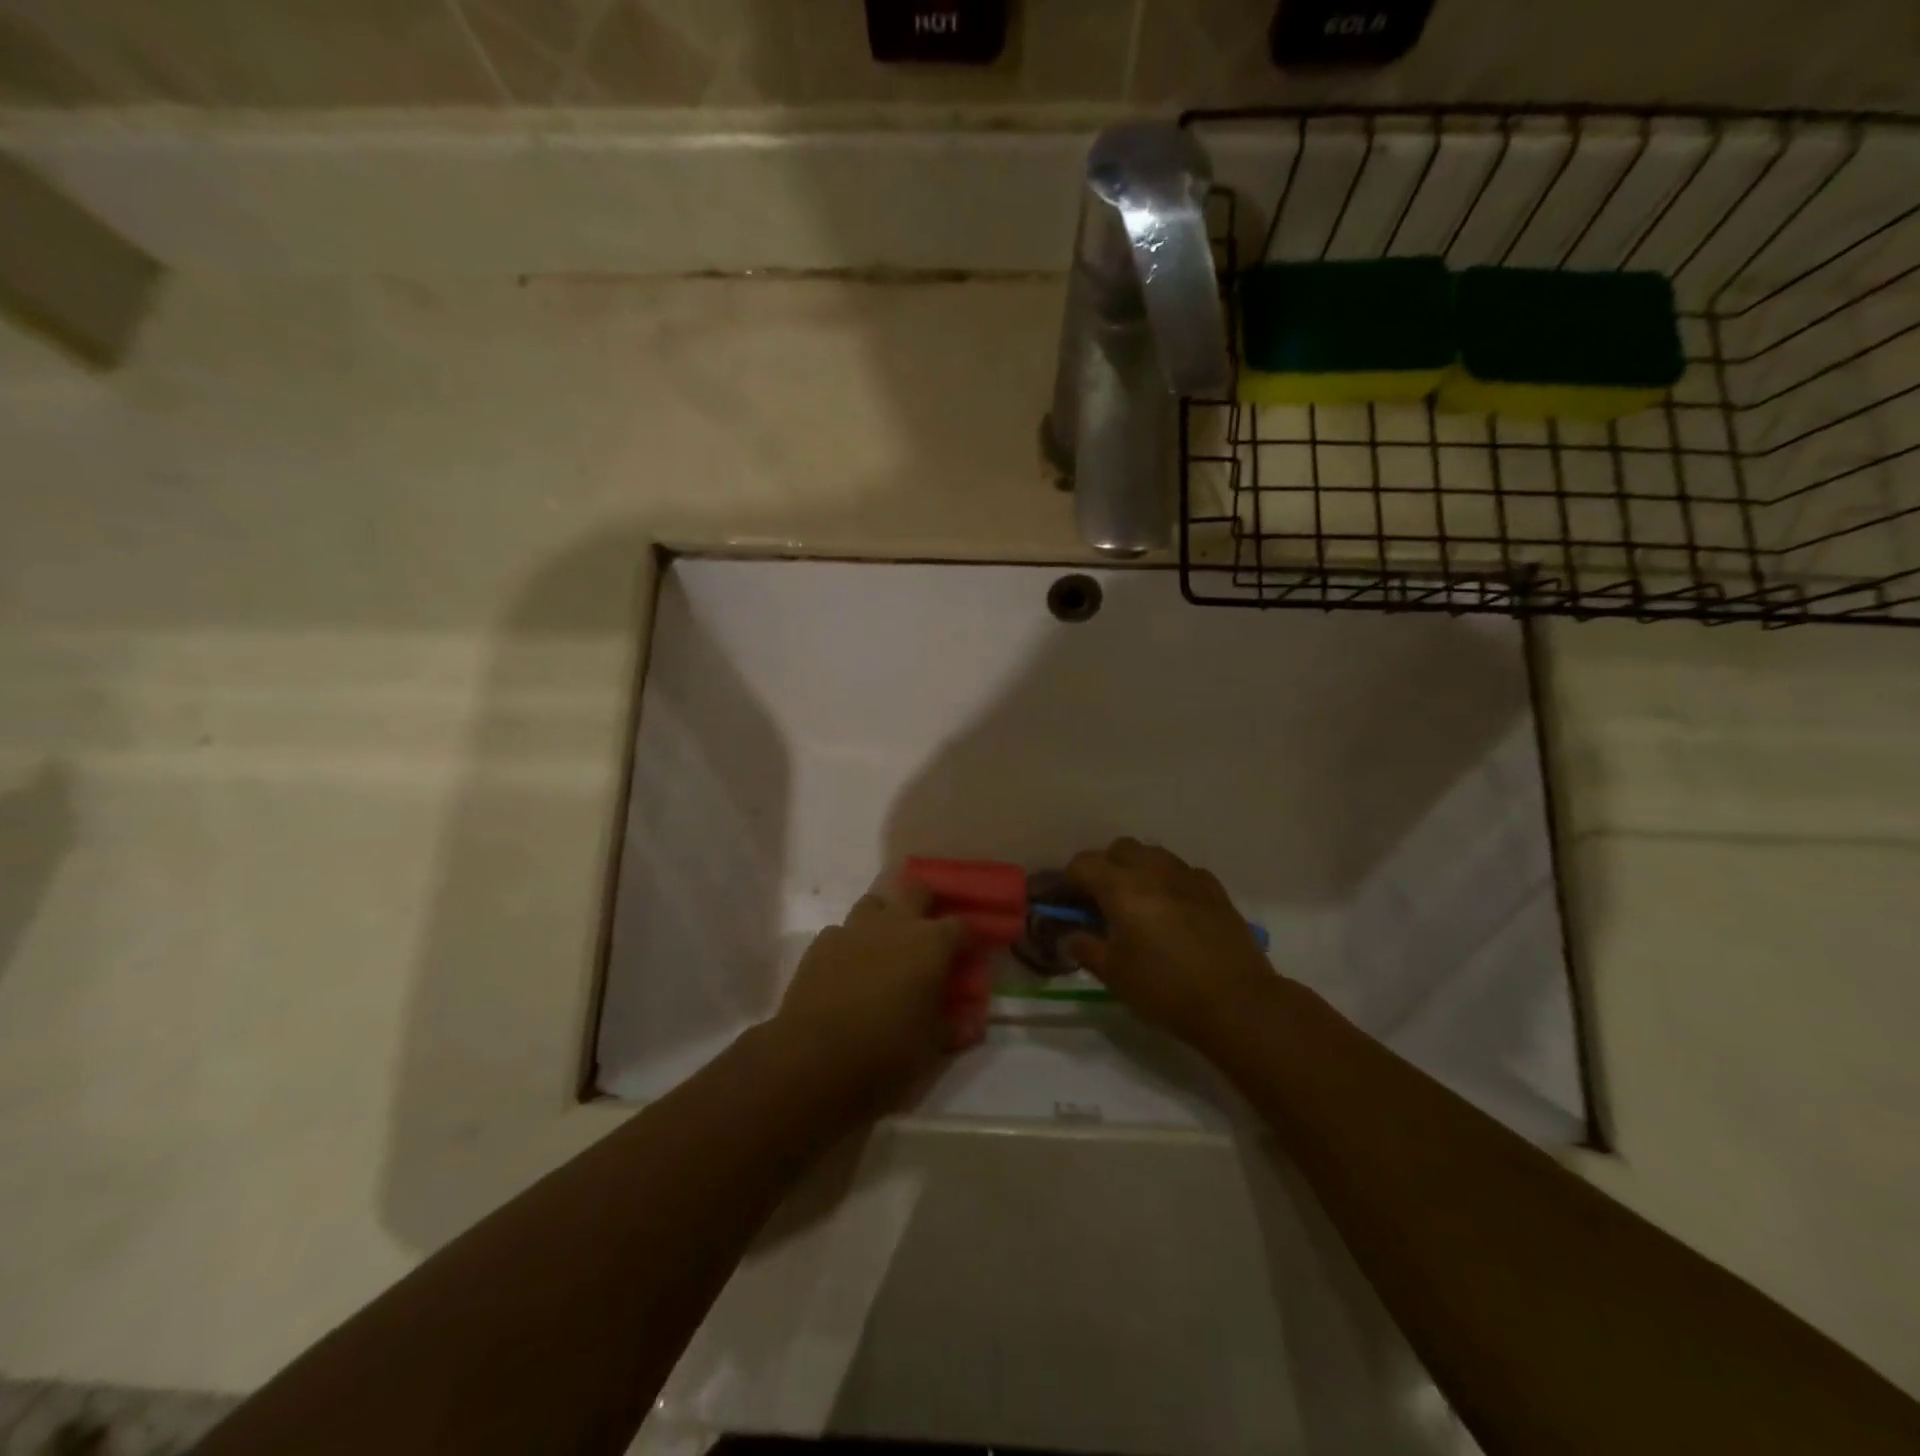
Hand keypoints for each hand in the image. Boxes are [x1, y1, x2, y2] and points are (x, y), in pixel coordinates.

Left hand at [772, 874, 969, 1100]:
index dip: (969, 938)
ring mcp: (855, 928)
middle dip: (926, 904)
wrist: (815, 1057)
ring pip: (876, 902)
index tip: (970, 953)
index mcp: (931, 943)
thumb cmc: (887, 1051)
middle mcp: (896, 924)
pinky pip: (843, 931)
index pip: (963, 926)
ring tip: (885, 947)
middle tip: (926, 933)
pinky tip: (848, 968)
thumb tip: (969, 1020)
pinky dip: (851, 944)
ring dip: (885, 918)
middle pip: (917, 890)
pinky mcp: (822, 942)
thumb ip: (953, 1023)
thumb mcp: (932, 1045)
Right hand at [1065, 838, 1276, 1051]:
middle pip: (1119, 848)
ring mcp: (1187, 875)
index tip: (1067, 903)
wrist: (1237, 1002)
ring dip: (1137, 868)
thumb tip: (1072, 935)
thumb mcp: (1114, 975)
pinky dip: (1169, 881)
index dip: (1069, 881)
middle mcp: (1152, 870)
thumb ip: (1086, 948)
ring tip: (1138, 902)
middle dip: (1105, 867)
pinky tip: (1172, 909)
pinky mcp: (1214, 888)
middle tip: (1102, 901)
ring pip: (1152, 854)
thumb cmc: (1166, 989)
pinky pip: (1182, 871)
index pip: (1082, 864)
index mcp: (1121, 887)